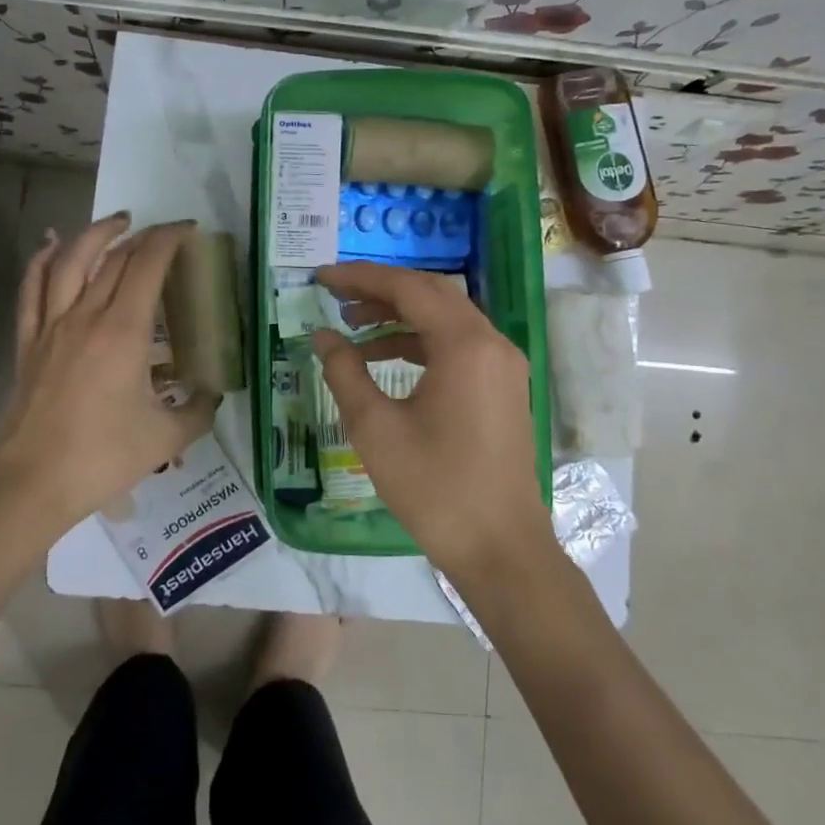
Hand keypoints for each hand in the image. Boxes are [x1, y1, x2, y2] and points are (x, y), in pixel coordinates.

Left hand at [0, 215, 217, 546]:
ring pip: (70, 261)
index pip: (148, 265)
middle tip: (164, 234)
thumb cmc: (102, 457)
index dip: (169, 239)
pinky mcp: (29, 342)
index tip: (189, 230)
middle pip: (114, 257)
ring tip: (117, 222)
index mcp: (123, 331)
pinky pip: (32, 289)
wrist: (31, 482)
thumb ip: (198, 411)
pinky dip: (42, 259)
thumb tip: (212, 394)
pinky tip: (53, 244)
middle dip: (143, 236)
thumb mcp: (166, 438)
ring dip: (95, 234)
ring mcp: (52, 326)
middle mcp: (86, 316)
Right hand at [311, 262, 551, 581]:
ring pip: (446, 318)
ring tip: (352, 326)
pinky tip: (384, 358)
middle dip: (380, 290)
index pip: (408, 288)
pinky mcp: (503, 386)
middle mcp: (491, 342)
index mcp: (464, 345)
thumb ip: (344, 372)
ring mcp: (503, 364)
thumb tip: (323, 335)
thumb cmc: (434, 488)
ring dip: (399, 316)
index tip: (321, 277)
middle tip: (335, 295)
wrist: (500, 547)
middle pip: (431, 294)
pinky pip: (458, 345)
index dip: (360, 278)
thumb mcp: (376, 429)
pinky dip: (420, 342)